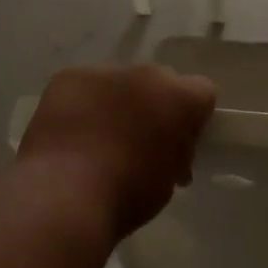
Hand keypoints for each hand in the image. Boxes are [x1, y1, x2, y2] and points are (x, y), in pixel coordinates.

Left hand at [17, 65, 215, 238]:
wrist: (65, 195)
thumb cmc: (127, 196)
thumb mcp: (169, 180)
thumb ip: (176, 153)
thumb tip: (168, 151)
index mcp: (183, 99)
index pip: (202, 93)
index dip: (192, 117)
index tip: (179, 142)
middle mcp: (149, 75)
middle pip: (159, 82)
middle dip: (154, 105)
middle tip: (138, 140)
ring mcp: (107, 72)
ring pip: (119, 83)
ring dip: (116, 102)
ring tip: (97, 139)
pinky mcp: (70, 76)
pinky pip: (84, 86)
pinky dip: (81, 104)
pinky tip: (70, 133)